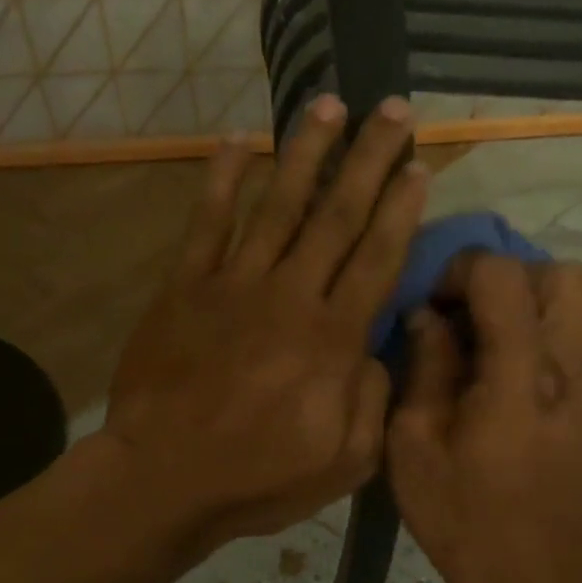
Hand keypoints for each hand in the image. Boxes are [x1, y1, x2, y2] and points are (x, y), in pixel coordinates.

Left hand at [100, 94, 426, 555]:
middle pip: (337, 215)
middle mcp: (288, 296)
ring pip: (278, 204)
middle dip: (368, 158)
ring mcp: (232, 284)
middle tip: (392, 108)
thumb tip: (375, 346)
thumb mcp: (343, 463)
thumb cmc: (256, 478)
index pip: (376, 258)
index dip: (401, 208)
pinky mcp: (184, 287)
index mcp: (331, 339)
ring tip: (329, 104)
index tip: (419, 165)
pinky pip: (207, 222)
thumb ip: (372, 400)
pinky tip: (238, 141)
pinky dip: (223, 179)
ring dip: (306, 151)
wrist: (162, 479)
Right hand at [386, 254, 581, 582]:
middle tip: (467, 321)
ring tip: (486, 356)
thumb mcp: (414, 446)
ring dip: (526, 312)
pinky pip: (579, 347)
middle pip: (562, 276)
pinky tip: (511, 393)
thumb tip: (428, 317)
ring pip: (577, 308)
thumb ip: (425, 368)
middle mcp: (575, 374)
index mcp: (522, 381)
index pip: (506, 277)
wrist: (535, 581)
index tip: (434, 306)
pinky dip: (542, 345)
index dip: (462, 271)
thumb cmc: (461, 518)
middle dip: (508, 281)